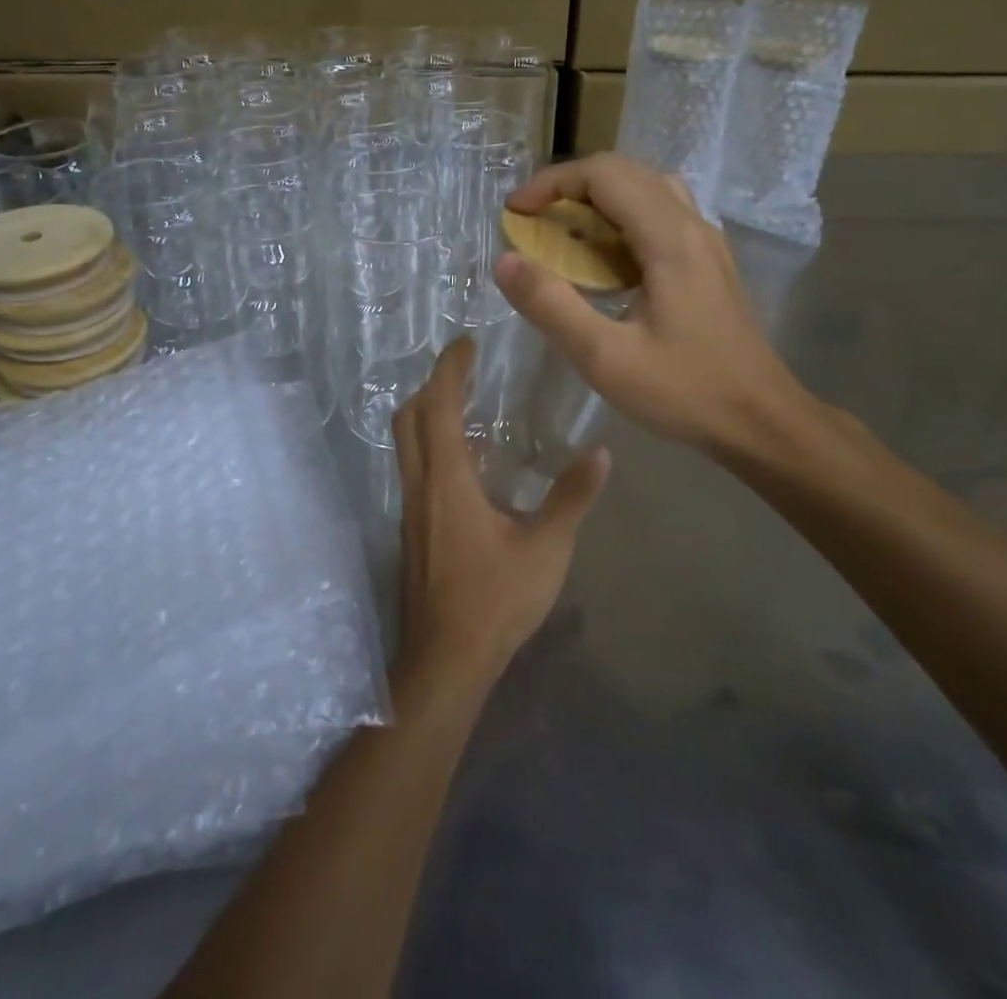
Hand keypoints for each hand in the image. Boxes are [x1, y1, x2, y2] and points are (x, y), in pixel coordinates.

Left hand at [392, 337, 609, 691]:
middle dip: (431, 385)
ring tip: (465, 406)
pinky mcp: (411, 530)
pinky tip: (466, 464)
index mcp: (447, 480)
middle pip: (408, 417)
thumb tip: (600, 452)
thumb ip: (571, 497)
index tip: (466, 344)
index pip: (437, 407)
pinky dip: (431, 445)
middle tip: (463, 370)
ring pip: (405, 444)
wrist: (445, 661)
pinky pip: (414, 469)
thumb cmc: (495, 600)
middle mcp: (419, 485)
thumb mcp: (546, 548)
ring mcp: (410, 509)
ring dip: (426, 414)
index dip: (449, 369)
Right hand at [493, 153, 818, 463]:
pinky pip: (660, 215)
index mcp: (669, 238)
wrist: (762, 421)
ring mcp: (705, 242)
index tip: (515, 213)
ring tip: (564, 235)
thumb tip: (504, 261)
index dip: (552, 183)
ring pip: (646, 190)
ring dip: (598, 200)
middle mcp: (691, 225)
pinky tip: (603, 262)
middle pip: (625, 172)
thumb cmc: (686, 391)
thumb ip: (551, 306)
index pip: (604, 173)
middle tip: (533, 223)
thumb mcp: (605, 357)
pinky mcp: (708, 262)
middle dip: (570, 188)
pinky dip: (620, 220)